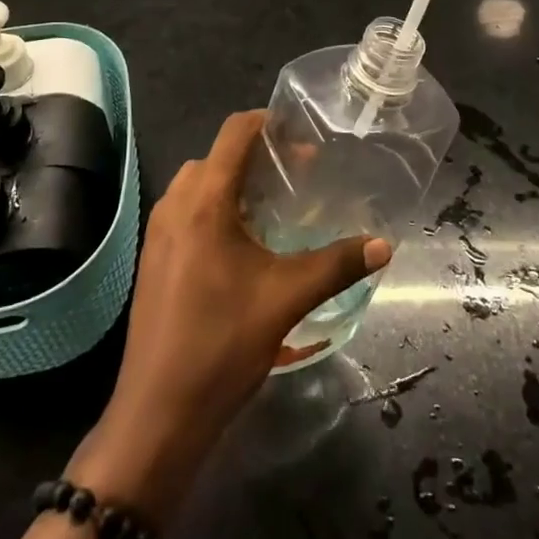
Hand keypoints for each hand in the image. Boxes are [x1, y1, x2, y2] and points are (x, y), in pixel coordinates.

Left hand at [69, 111, 391, 518]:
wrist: (158, 414)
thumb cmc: (221, 345)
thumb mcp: (286, 299)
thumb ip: (337, 265)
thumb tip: (383, 245)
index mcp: (203, 201)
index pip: (234, 132)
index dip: (269, 123)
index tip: (303, 137)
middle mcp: (175, 204)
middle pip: (218, 156)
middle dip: (258, 157)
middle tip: (298, 174)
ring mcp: (158, 232)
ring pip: (200, 184)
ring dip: (235, 183)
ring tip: (274, 206)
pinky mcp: (154, 258)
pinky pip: (187, 210)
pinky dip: (216, 207)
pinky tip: (244, 243)